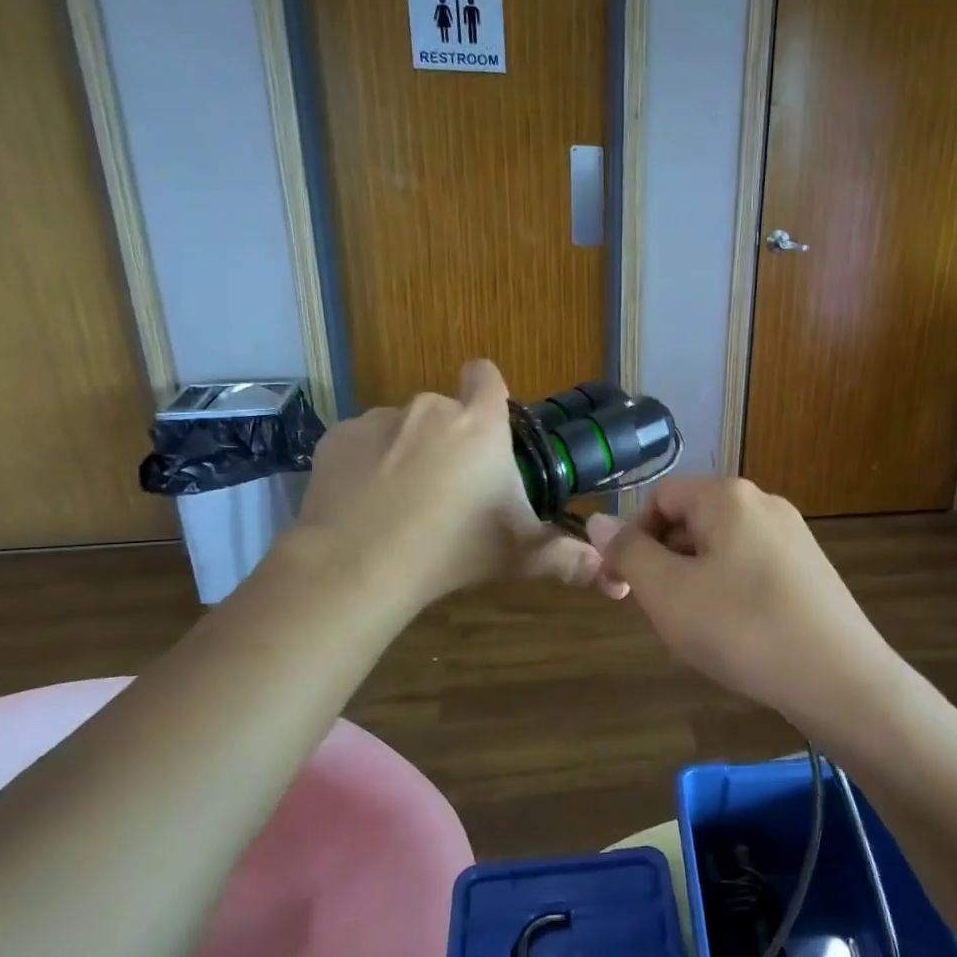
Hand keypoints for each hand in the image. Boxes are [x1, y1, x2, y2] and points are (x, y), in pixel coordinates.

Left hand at [294, 360, 623, 606]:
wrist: (359, 565)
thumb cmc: (454, 549)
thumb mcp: (520, 555)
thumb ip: (570, 560)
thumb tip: (619, 581)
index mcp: (479, 424)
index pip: (487, 375)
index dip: (488, 391)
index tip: (487, 425)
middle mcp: (431, 408)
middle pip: (446, 411)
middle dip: (449, 440)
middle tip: (449, 491)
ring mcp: (379, 420)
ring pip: (402, 428)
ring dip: (407, 452)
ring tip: (402, 503)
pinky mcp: (337, 437)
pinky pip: (361, 443)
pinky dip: (366, 464)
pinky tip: (365, 504)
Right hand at [585, 478, 902, 732]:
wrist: (839, 679)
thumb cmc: (741, 628)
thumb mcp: (668, 592)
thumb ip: (628, 553)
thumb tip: (598, 520)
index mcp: (728, 496)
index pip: (661, 498)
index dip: (633, 538)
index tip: (624, 586)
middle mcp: (764, 504)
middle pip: (692, 520)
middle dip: (665, 561)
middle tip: (662, 612)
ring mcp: (793, 536)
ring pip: (721, 548)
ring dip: (695, 580)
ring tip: (699, 629)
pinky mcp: (810, 570)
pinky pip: (752, 567)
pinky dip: (730, 592)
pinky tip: (737, 633)